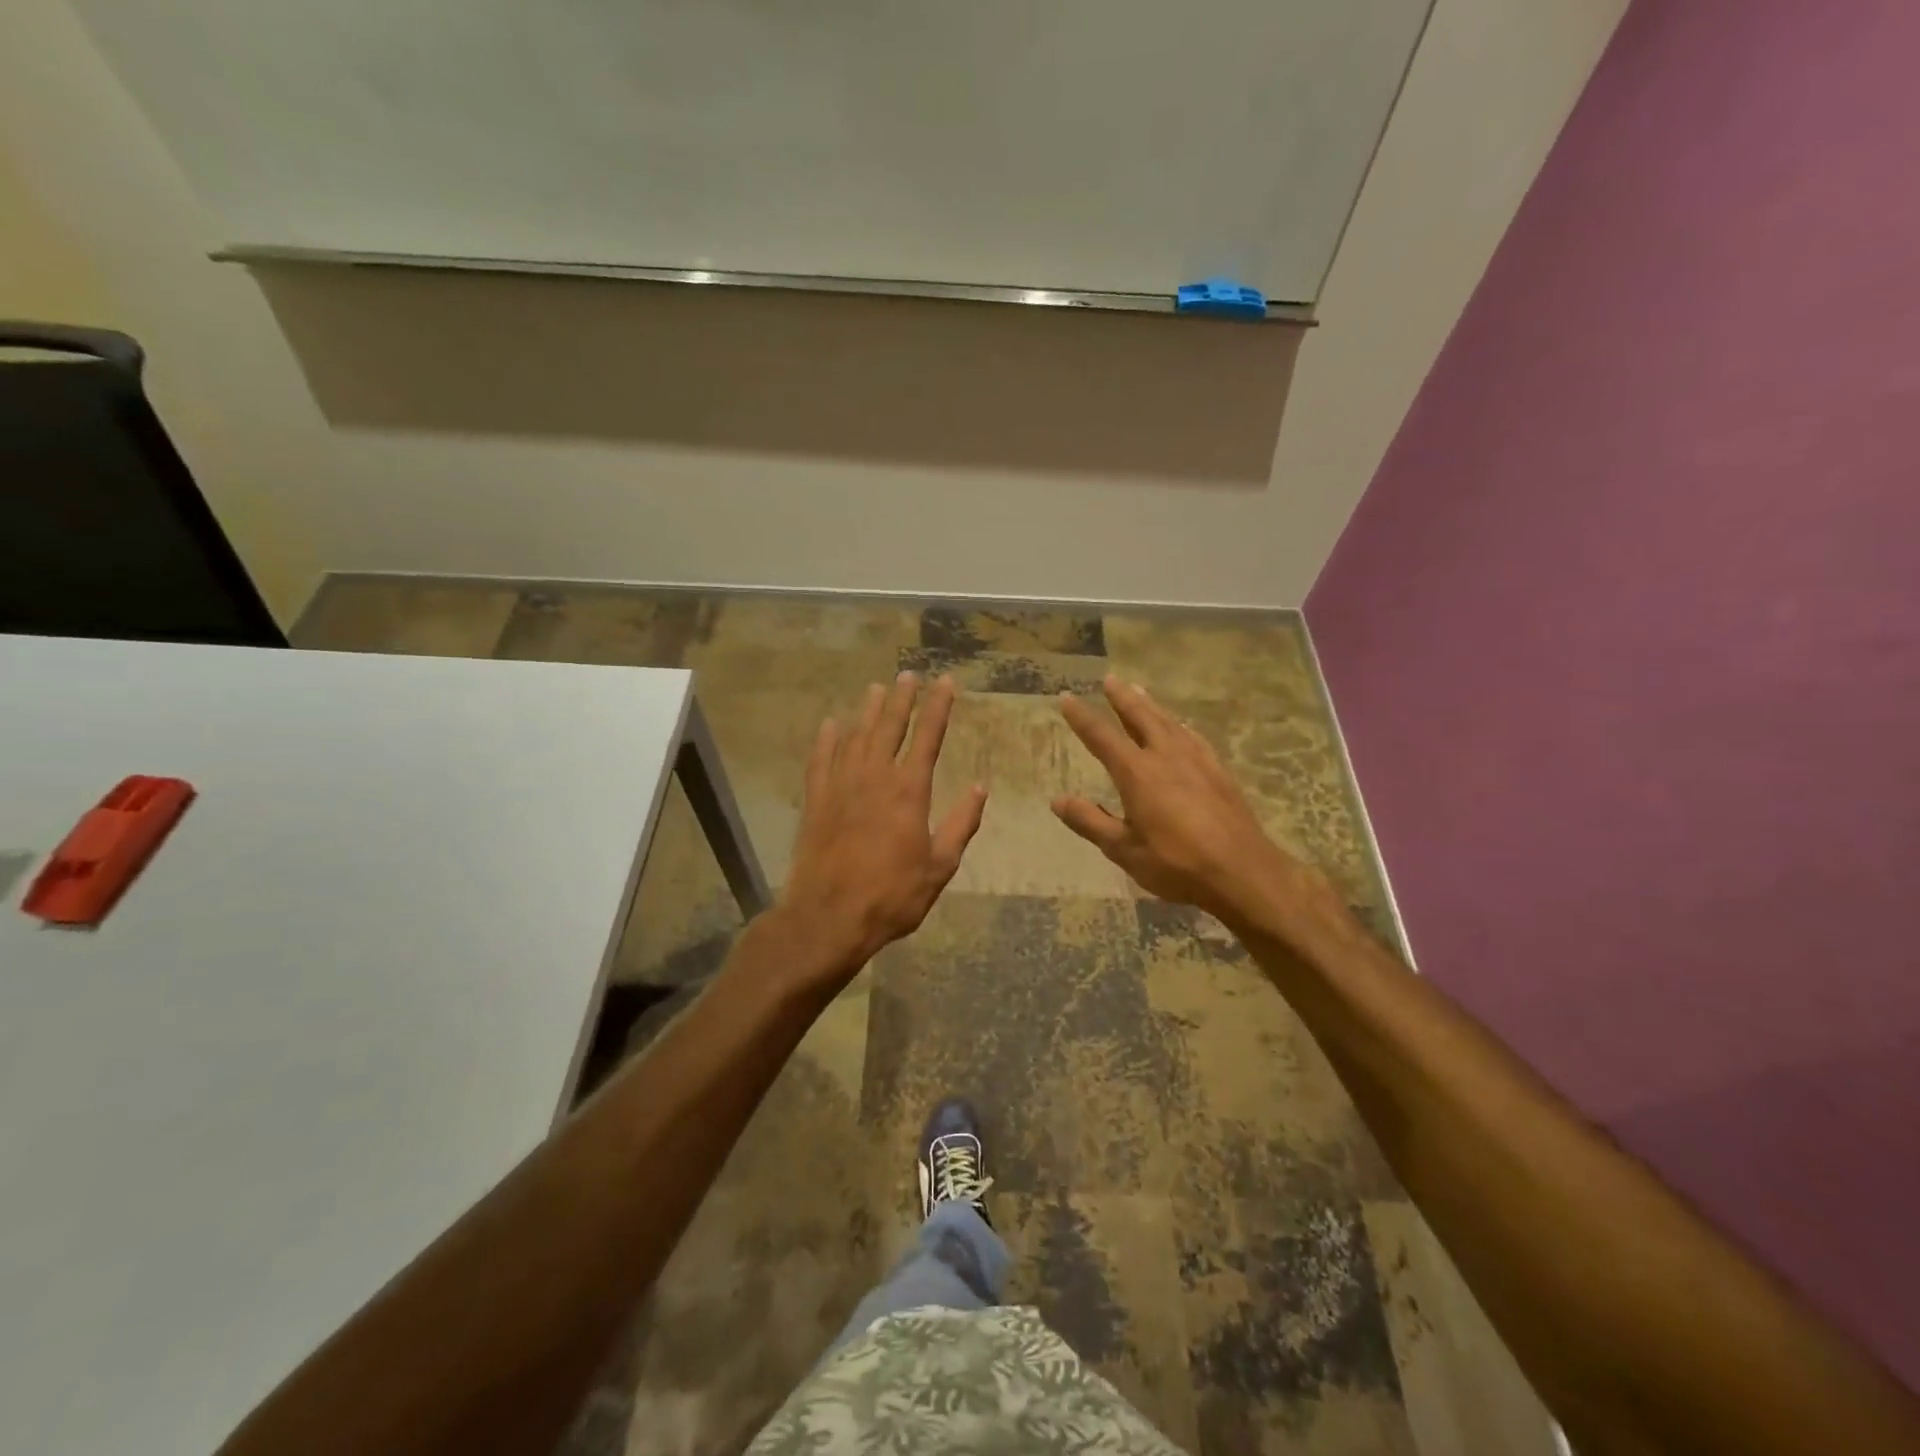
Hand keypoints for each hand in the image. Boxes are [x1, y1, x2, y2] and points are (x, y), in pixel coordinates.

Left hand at [774, 673, 986, 983]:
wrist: (830, 917)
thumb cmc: (893, 895)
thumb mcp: (940, 866)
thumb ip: (961, 824)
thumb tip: (980, 787)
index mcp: (909, 791)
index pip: (928, 737)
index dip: (938, 707)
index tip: (945, 683)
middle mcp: (874, 777)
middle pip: (889, 727)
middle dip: (901, 699)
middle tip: (908, 675)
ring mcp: (840, 787)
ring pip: (855, 736)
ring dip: (867, 711)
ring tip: (876, 689)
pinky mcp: (816, 801)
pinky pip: (821, 760)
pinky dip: (826, 739)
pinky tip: (830, 724)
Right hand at [1052, 675, 1331, 931]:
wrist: (1243, 871)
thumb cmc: (1177, 864)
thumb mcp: (1124, 849)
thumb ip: (1090, 821)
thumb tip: (1057, 800)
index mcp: (1137, 773)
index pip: (1102, 737)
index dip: (1082, 717)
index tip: (1067, 697)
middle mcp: (1166, 756)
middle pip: (1141, 717)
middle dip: (1122, 698)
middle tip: (1110, 679)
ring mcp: (1197, 761)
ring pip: (1169, 722)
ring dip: (1151, 705)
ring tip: (1139, 691)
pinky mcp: (1219, 771)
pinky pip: (1193, 737)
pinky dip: (1180, 725)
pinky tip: (1182, 726)